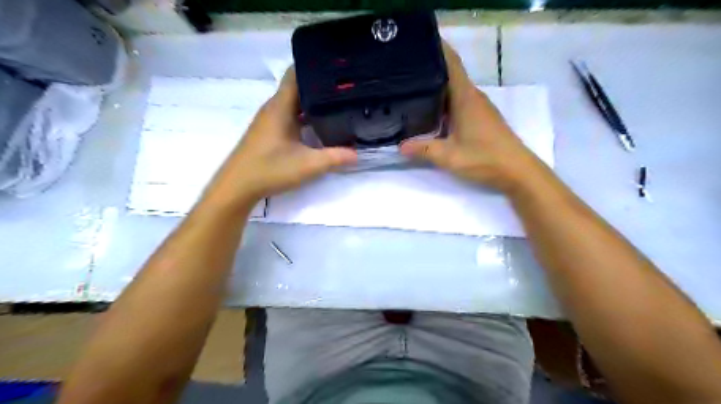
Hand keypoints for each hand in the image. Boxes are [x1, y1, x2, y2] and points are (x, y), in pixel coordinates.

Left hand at [202, 69, 358, 209]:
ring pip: (293, 103)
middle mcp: (273, 108)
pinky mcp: (268, 132)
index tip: (337, 68)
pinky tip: (318, 126)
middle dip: (319, 87)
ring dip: (312, 103)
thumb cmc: (271, 169)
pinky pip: (289, 116)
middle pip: (297, 88)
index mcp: (280, 106)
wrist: (237, 187)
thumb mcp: (309, 165)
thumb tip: (357, 154)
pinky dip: (304, 117)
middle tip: (344, 89)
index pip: (296, 73)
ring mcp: (269, 120)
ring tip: (336, 104)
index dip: (315, 68)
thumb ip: (335, 157)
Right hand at [400, 43, 540, 193]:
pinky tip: (431, 113)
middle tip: (404, 73)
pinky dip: (445, 103)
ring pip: (455, 90)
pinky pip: (460, 103)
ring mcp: (479, 107)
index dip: (438, 50)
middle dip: (429, 70)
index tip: (418, 44)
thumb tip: (401, 146)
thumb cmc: (484, 158)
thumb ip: (424, 149)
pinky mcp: (482, 118)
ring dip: (437, 89)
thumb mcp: (449, 156)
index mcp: (465, 97)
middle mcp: (473, 97)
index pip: (451, 64)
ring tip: (412, 91)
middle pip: (450, 75)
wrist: (517, 170)